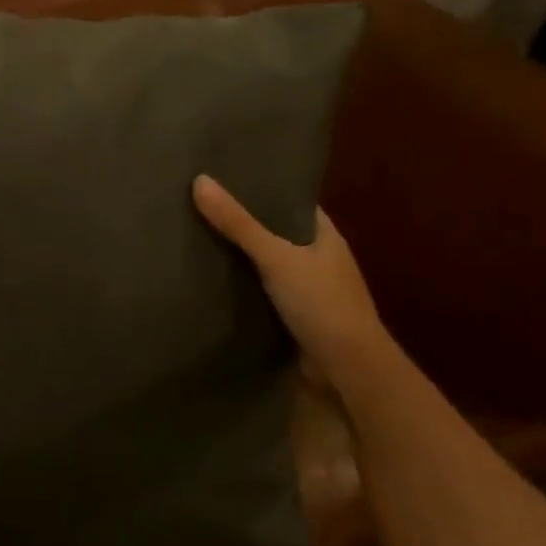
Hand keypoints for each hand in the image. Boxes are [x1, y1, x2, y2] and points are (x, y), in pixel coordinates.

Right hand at [192, 174, 388, 385]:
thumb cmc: (321, 303)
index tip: (226, 176)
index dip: (263, 187)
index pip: (291, 200)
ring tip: (197, 233)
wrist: (349, 369)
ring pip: (268, 261)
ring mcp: (309, 287)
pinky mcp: (296, 314)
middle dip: (244, 219)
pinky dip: (242, 282)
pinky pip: (263, 289)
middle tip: (201, 203)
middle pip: (276, 230)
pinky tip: (213, 276)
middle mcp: (319, 257)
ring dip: (241, 253)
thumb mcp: (276, 257)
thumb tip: (199, 181)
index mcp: (325, 235)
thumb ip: (238, 223)